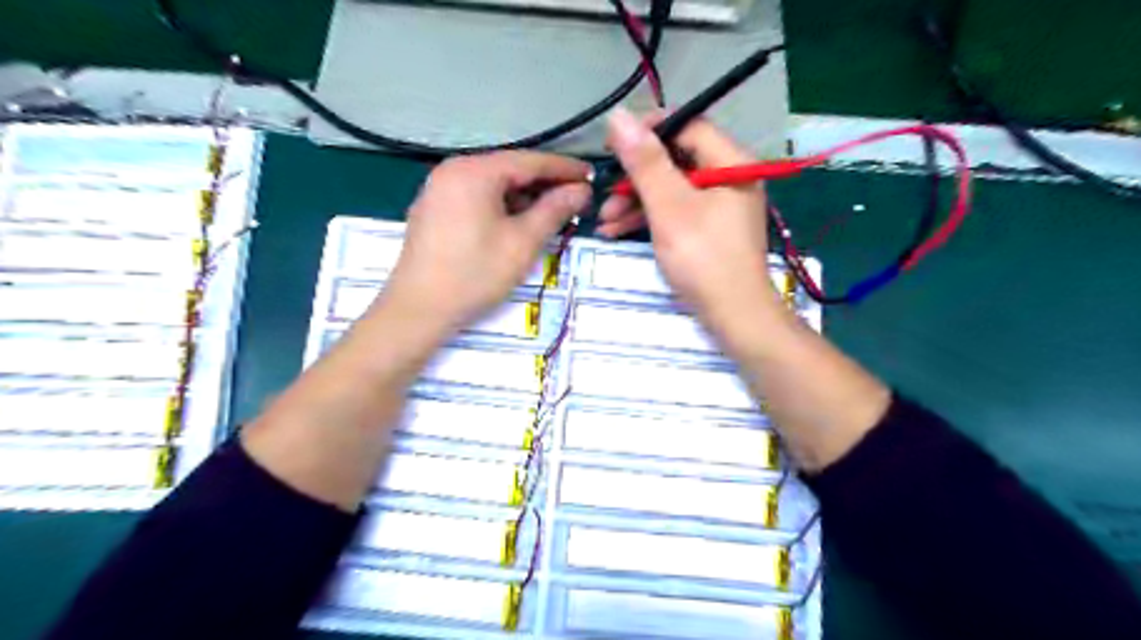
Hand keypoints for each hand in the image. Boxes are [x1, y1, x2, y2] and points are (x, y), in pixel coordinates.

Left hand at [380, 150, 587, 336]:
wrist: (418, 309)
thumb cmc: (475, 274)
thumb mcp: (523, 242)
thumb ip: (554, 210)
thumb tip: (581, 190)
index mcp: (474, 171)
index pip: (530, 161)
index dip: (564, 169)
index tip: (592, 177)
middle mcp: (453, 170)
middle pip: (509, 170)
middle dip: (544, 184)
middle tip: (576, 199)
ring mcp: (439, 189)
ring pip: (493, 185)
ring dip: (524, 197)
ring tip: (552, 213)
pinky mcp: (434, 210)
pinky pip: (476, 198)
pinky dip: (502, 206)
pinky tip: (518, 222)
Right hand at [598, 111, 784, 338]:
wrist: (734, 316)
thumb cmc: (703, 258)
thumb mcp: (669, 207)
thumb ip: (645, 163)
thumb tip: (619, 116)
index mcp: (730, 163)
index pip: (689, 126)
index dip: (649, 130)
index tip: (614, 145)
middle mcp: (729, 178)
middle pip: (677, 160)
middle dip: (636, 177)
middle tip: (605, 193)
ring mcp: (720, 206)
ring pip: (672, 189)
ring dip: (636, 202)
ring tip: (604, 221)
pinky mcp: (711, 230)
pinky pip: (677, 211)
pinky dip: (650, 218)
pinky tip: (618, 231)